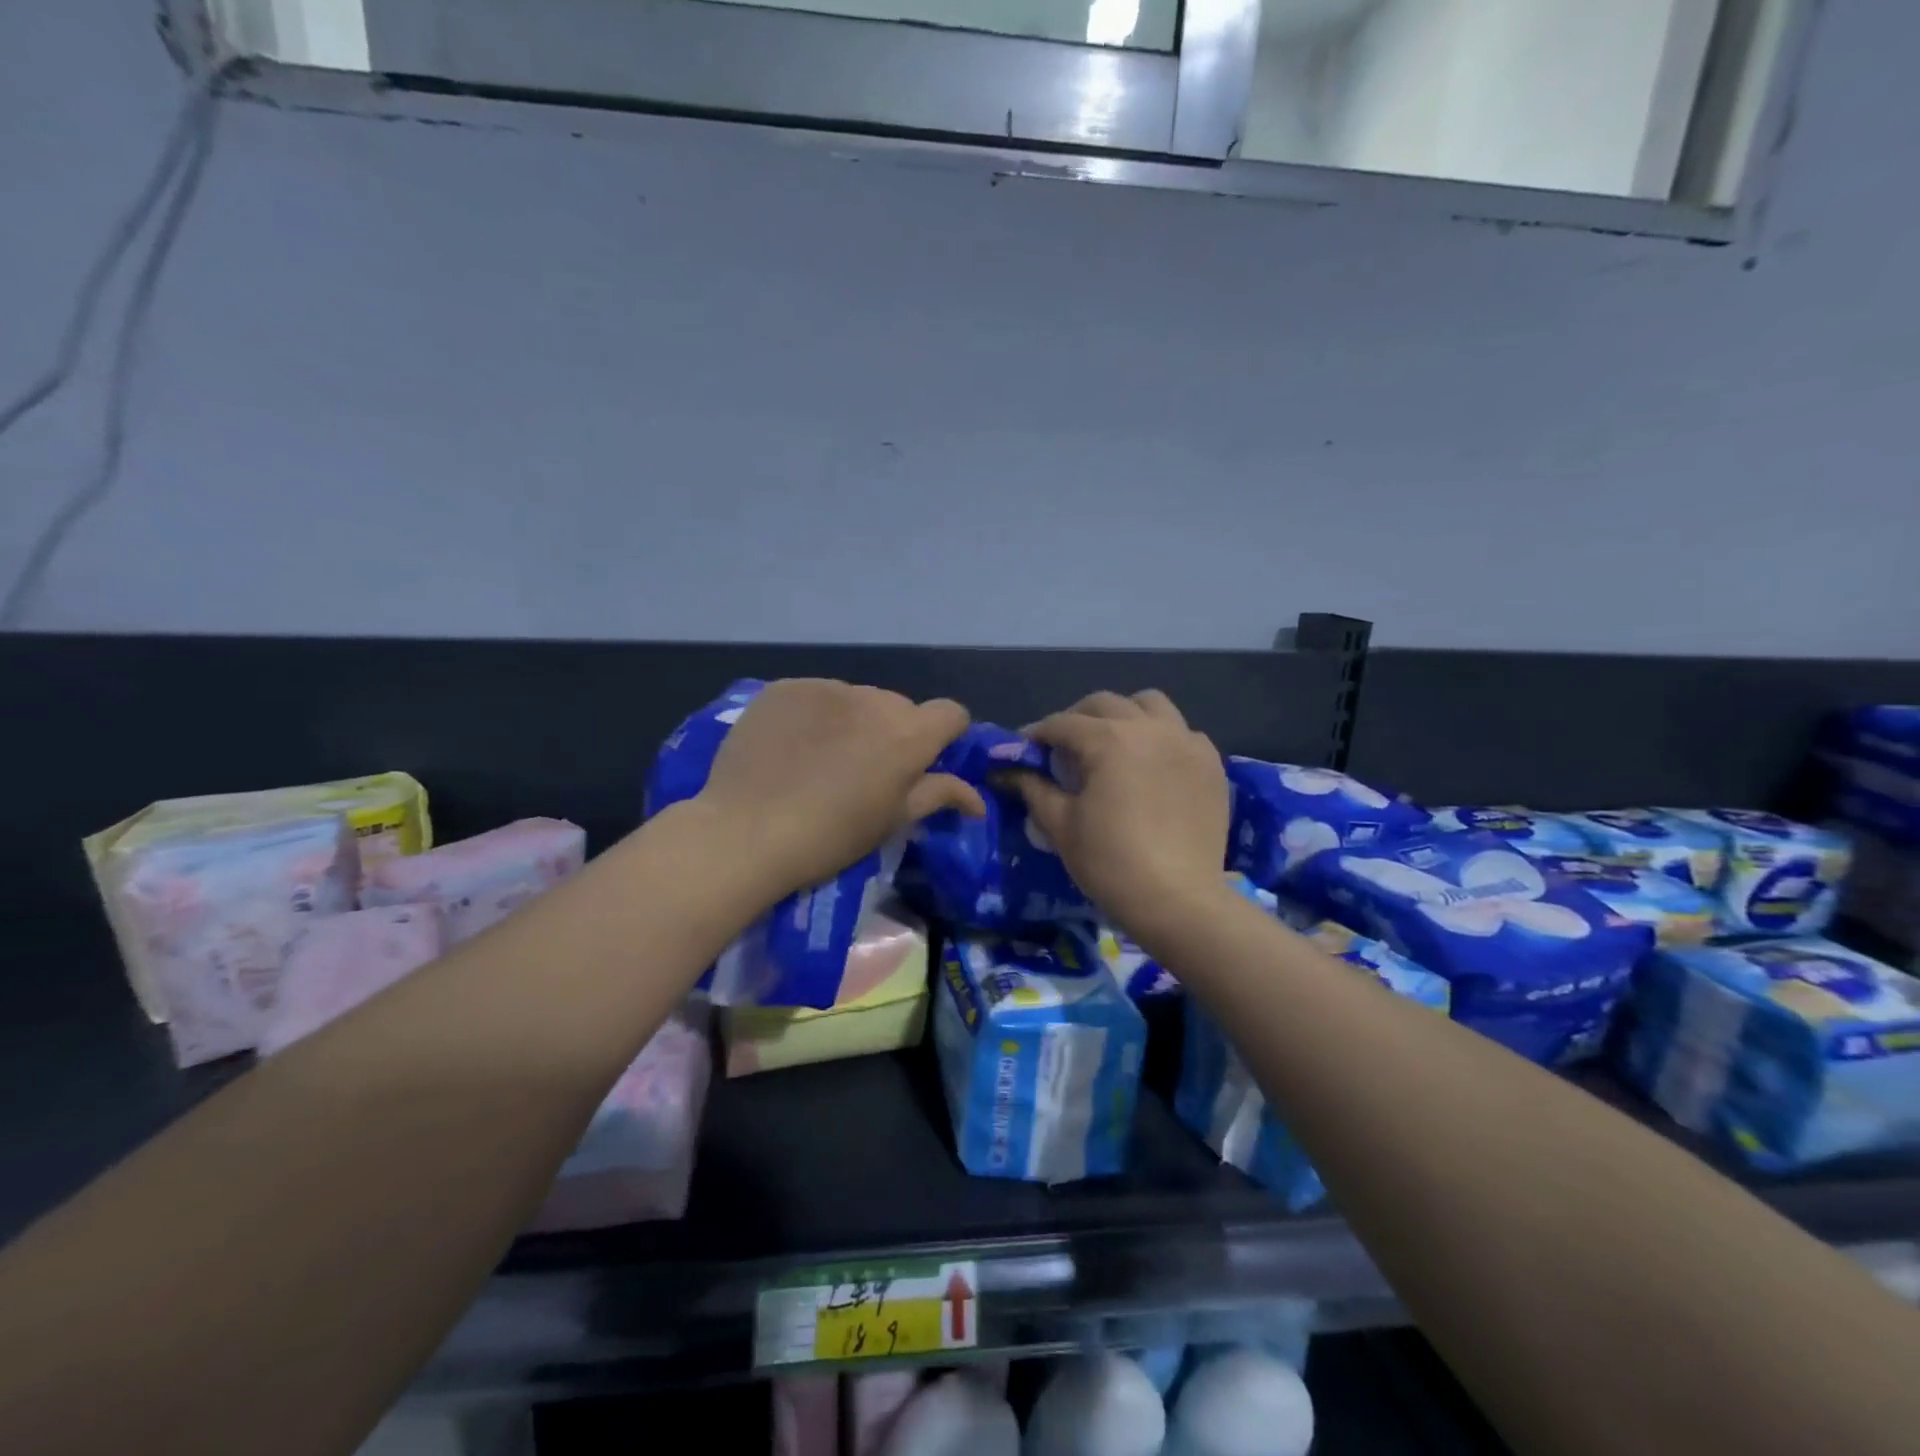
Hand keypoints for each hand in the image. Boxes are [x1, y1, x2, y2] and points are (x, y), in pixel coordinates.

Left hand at [697, 679, 986, 897]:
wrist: (746, 833)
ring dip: (853, 721)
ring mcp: (826, 688)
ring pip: (856, 699)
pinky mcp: (785, 687)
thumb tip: (977, 800)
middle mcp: (874, 699)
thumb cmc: (831, 837)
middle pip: (900, 707)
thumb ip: (938, 796)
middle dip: (893, 732)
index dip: (945, 735)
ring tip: (822, 758)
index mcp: (909, 734)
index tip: (924, 761)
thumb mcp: (892, 821)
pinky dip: (814, 715)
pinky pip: (815, 695)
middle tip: (866, 771)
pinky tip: (791, 746)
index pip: (951, 713)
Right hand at [1011, 691, 1230, 941]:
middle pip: (1104, 704)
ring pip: (1150, 704)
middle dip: (1077, 719)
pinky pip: (1182, 732)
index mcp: (1109, 739)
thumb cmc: (1110, 862)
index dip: (1037, 735)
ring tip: (1113, 743)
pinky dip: (1162, 737)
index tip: (1024, 751)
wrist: (1177, 900)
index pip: (1062, 724)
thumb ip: (1033, 788)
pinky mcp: (1210, 763)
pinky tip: (1152, 764)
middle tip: (1063, 748)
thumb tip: (1009, 771)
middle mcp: (1149, 728)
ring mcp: (1186, 742)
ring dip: (1124, 715)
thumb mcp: (1060, 825)